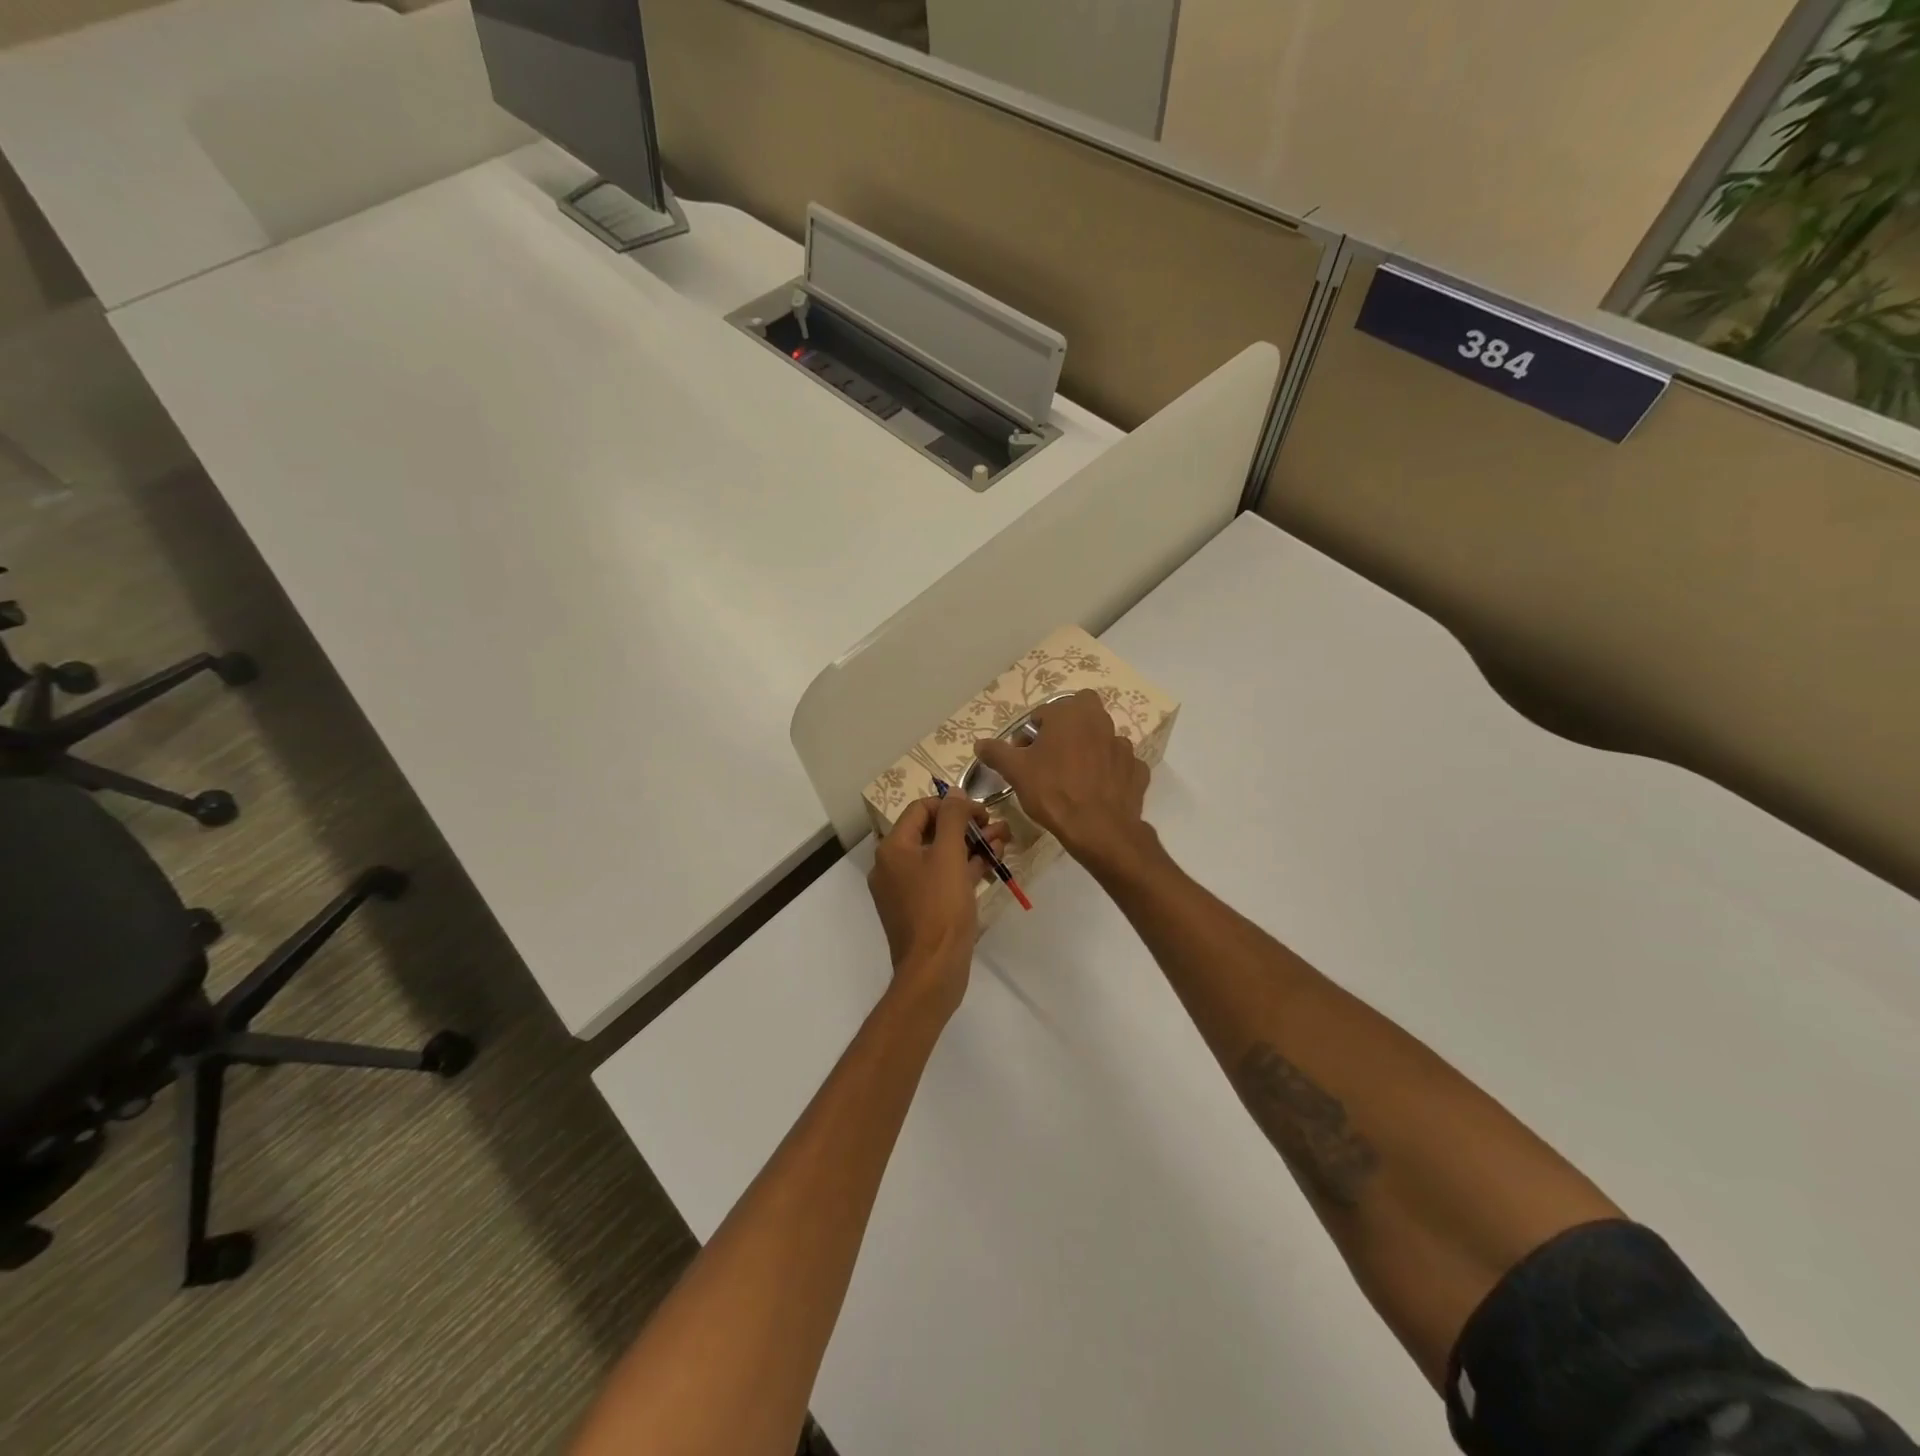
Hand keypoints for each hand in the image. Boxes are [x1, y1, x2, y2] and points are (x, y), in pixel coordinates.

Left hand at [867, 794, 1009, 1018]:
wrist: (933, 970)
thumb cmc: (940, 907)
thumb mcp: (949, 855)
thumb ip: (953, 818)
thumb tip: (955, 792)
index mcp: (892, 848)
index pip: (921, 809)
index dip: (953, 805)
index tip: (982, 813)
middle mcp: (893, 865)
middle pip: (932, 832)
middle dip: (967, 827)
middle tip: (998, 827)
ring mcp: (905, 889)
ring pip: (940, 856)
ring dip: (971, 846)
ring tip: (1003, 843)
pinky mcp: (920, 909)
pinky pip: (941, 879)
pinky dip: (964, 869)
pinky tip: (991, 865)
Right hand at [973, 689, 1151, 872]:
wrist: (1099, 829)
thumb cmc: (1053, 792)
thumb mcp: (1016, 772)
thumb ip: (996, 753)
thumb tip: (980, 744)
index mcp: (1070, 714)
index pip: (1043, 713)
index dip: (1029, 734)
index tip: (1022, 757)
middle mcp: (1100, 722)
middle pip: (1081, 712)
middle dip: (1066, 726)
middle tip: (1051, 754)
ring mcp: (1123, 746)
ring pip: (1102, 738)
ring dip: (1089, 748)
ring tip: (1074, 776)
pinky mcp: (1137, 769)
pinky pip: (1119, 764)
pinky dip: (1109, 771)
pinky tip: (1097, 789)